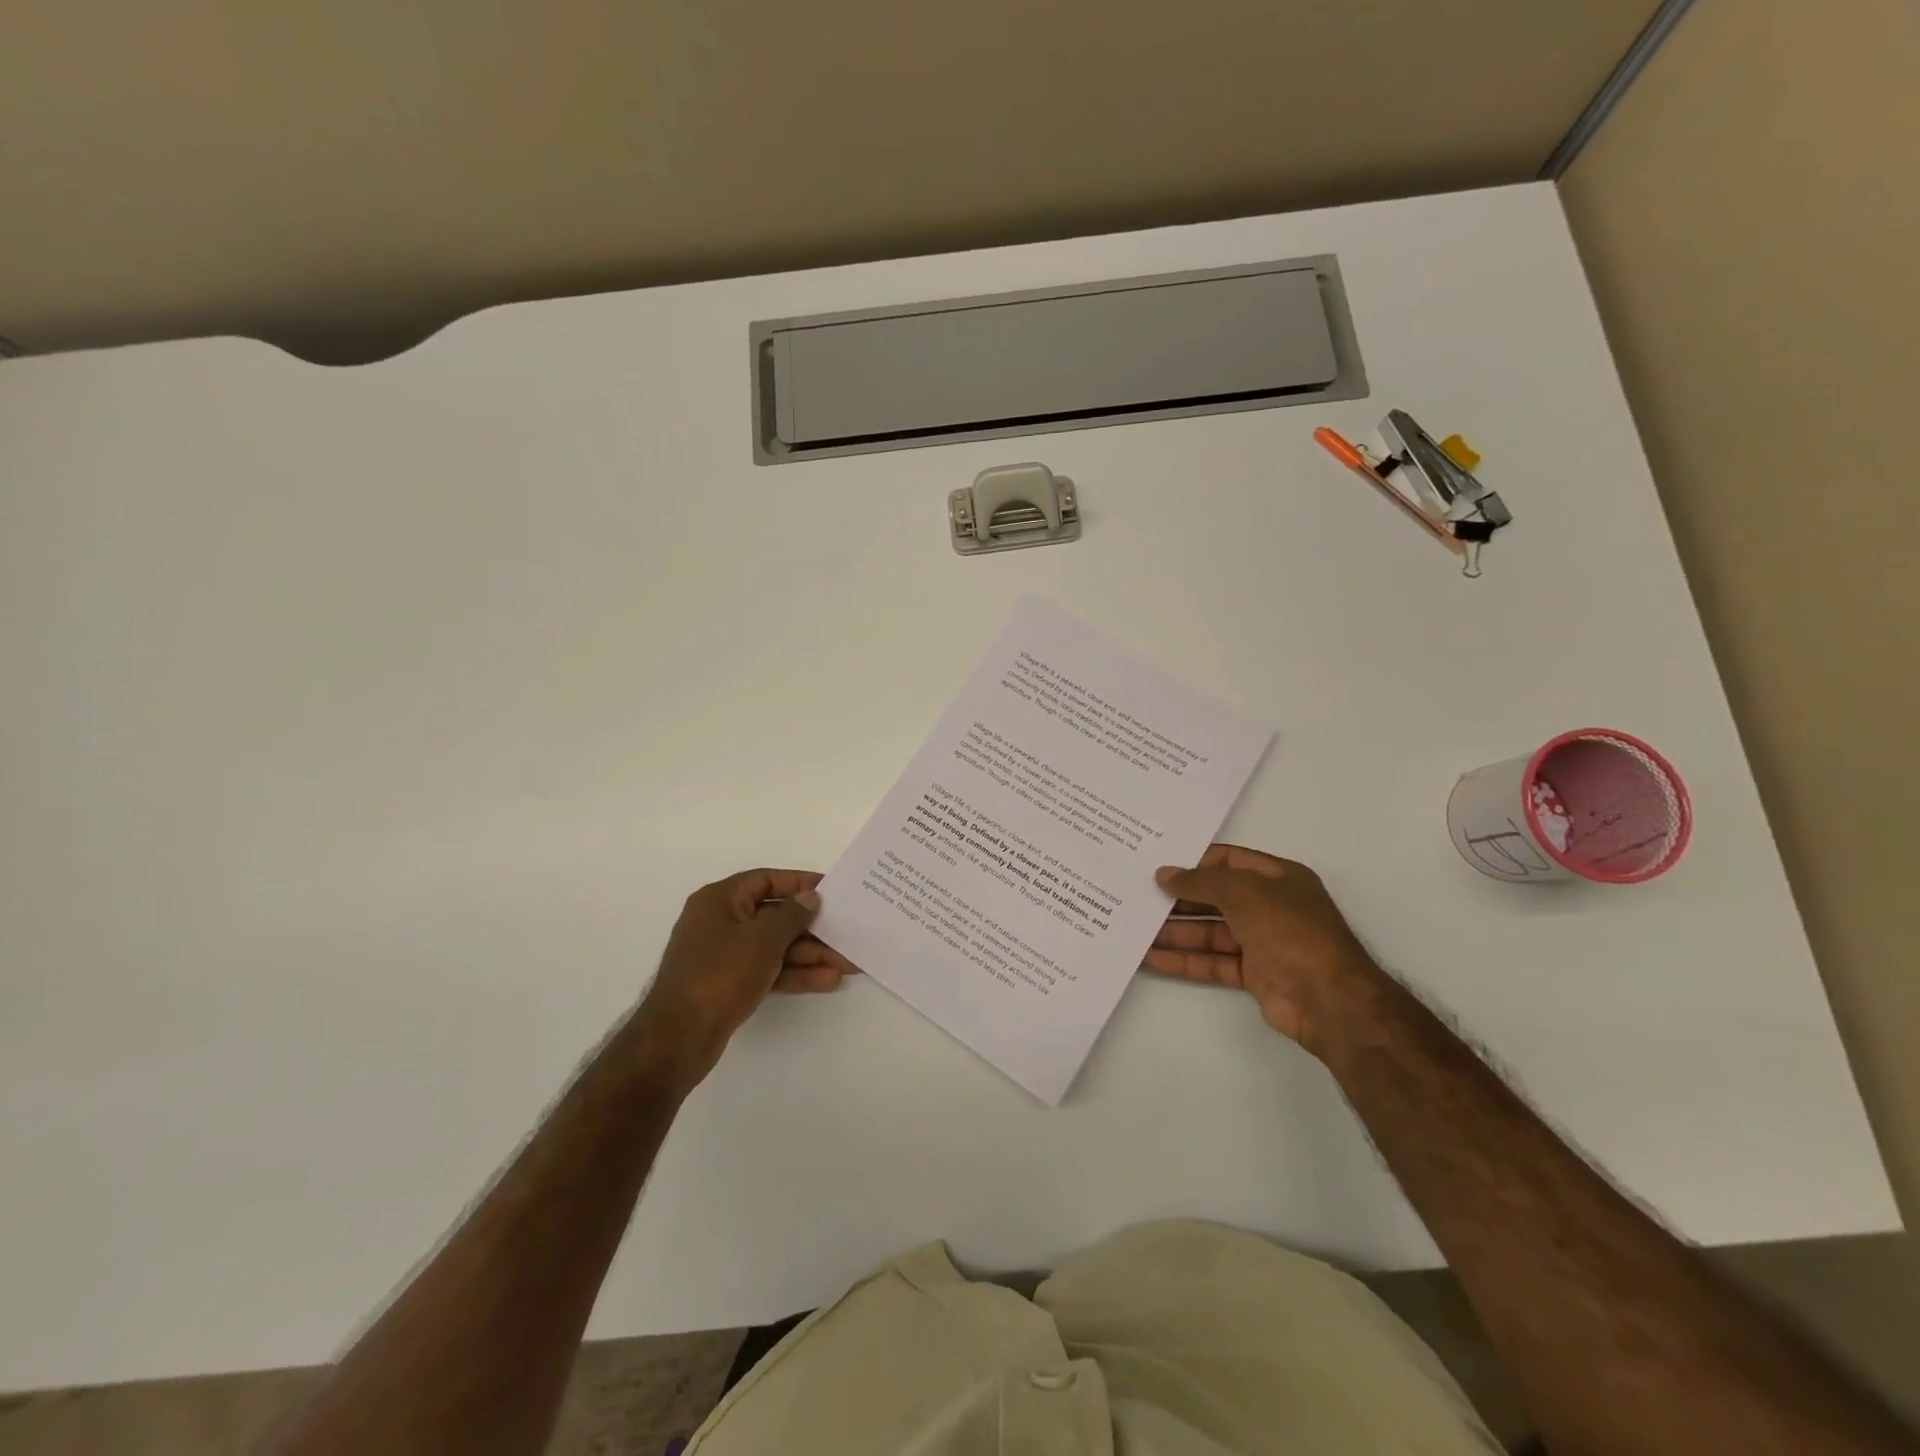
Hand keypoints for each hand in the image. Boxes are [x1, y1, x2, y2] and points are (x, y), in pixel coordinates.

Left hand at [634, 869, 857, 1084]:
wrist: (678, 1038)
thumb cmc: (720, 975)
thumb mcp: (762, 939)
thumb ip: (791, 915)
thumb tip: (810, 897)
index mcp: (720, 900)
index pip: (766, 880)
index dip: (800, 883)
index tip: (832, 890)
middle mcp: (720, 921)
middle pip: (775, 916)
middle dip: (813, 928)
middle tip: (847, 933)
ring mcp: (724, 954)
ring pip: (775, 946)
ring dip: (810, 954)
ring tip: (847, 963)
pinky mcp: (729, 983)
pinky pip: (768, 969)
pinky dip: (794, 973)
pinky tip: (826, 981)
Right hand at [1148, 845, 1379, 1053]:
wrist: (1329, 999)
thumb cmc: (1290, 930)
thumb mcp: (1244, 892)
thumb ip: (1201, 881)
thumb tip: (1164, 874)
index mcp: (1278, 878)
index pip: (1228, 861)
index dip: (1194, 862)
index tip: (1158, 864)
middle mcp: (1270, 906)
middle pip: (1215, 897)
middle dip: (1179, 898)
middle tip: (1138, 895)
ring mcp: (1262, 942)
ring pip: (1210, 931)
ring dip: (1175, 931)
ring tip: (1135, 927)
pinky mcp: (1253, 974)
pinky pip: (1212, 961)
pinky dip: (1184, 960)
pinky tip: (1151, 957)